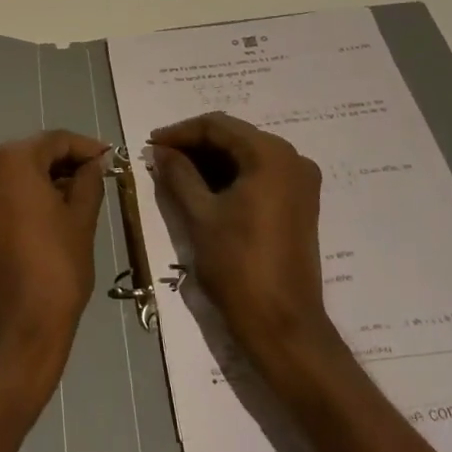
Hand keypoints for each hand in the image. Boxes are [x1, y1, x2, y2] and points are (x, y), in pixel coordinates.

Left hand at [0, 130, 107, 404]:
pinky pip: (0, 199)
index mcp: (11, 161)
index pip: (55, 141)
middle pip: (31, 155)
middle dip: (63, 164)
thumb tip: (93, 164)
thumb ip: (88, 182)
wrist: (14, 332)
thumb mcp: (81, 220)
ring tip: (76, 199)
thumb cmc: (56, 269)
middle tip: (96, 178)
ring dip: (43, 182)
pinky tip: (49, 217)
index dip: (85, 148)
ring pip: (14, 177)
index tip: (109, 159)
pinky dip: (23, 200)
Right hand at [148, 113, 336, 371]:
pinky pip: (259, 175)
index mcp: (270, 155)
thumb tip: (160, 151)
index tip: (151, 144)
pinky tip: (202, 188)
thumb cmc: (238, 265)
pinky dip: (230, 177)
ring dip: (211, 161)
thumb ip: (178, 174)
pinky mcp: (299, 203)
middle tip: (160, 159)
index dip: (180, 132)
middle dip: (195, 146)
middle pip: (235, 137)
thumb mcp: (200, 215)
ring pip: (246, 156)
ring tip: (174, 173)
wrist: (282, 324)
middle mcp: (292, 158)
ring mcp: (300, 182)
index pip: (217, 126)